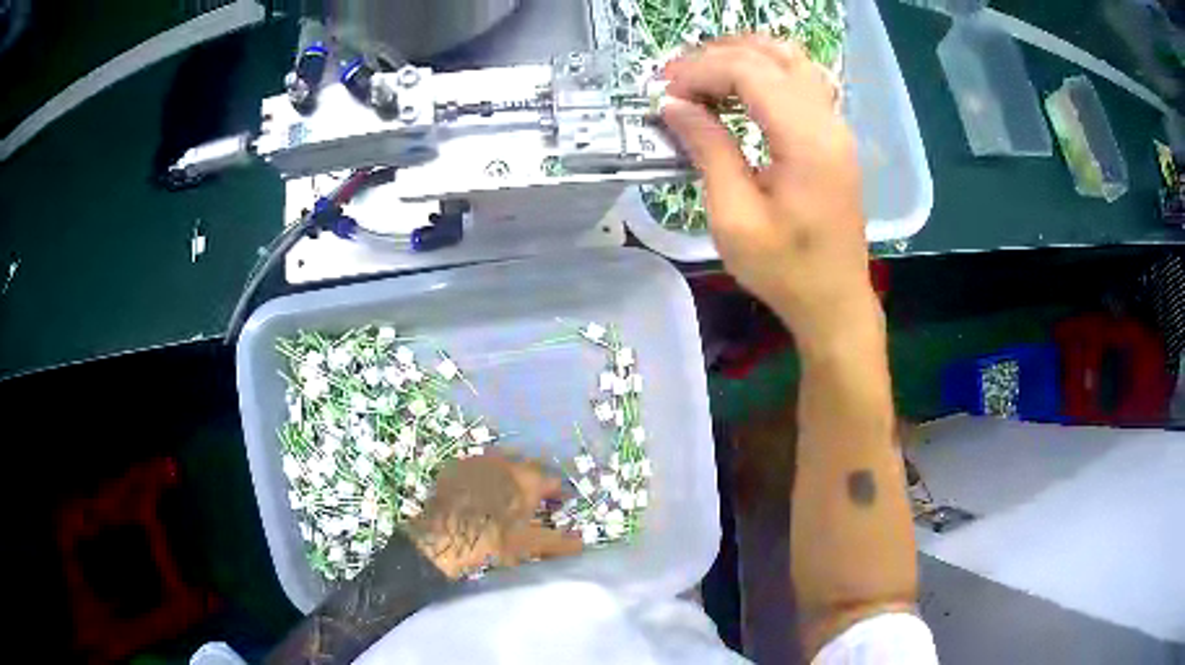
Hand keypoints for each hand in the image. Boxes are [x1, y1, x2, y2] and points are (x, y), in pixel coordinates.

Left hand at [409, 455, 581, 577]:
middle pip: (527, 468)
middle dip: (534, 482)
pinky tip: (478, 495)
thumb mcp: (529, 544)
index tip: (560, 505)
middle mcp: (505, 462)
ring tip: (506, 497)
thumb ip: (559, 542)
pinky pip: (476, 468)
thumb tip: (582, 543)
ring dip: (508, 477)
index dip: (559, 494)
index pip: (553, 480)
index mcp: (528, 478)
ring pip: (500, 464)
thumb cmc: (492, 540)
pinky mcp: (455, 468)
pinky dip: (483, 479)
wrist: (443, 537)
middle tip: (534, 501)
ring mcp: (477, 461)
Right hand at [661, 35, 876, 349]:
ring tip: (702, 78)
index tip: (663, 92)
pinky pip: (801, 79)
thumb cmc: (784, 270)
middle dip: (715, 58)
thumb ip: (707, 150)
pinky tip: (740, 89)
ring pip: (790, 59)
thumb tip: (674, 105)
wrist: (834, 300)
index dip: (700, 71)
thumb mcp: (734, 217)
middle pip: (770, 55)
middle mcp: (827, 121)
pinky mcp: (834, 135)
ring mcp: (836, 125)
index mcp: (806, 141)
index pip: (749, 71)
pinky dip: (765, 71)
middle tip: (675, 82)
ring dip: (742, 57)